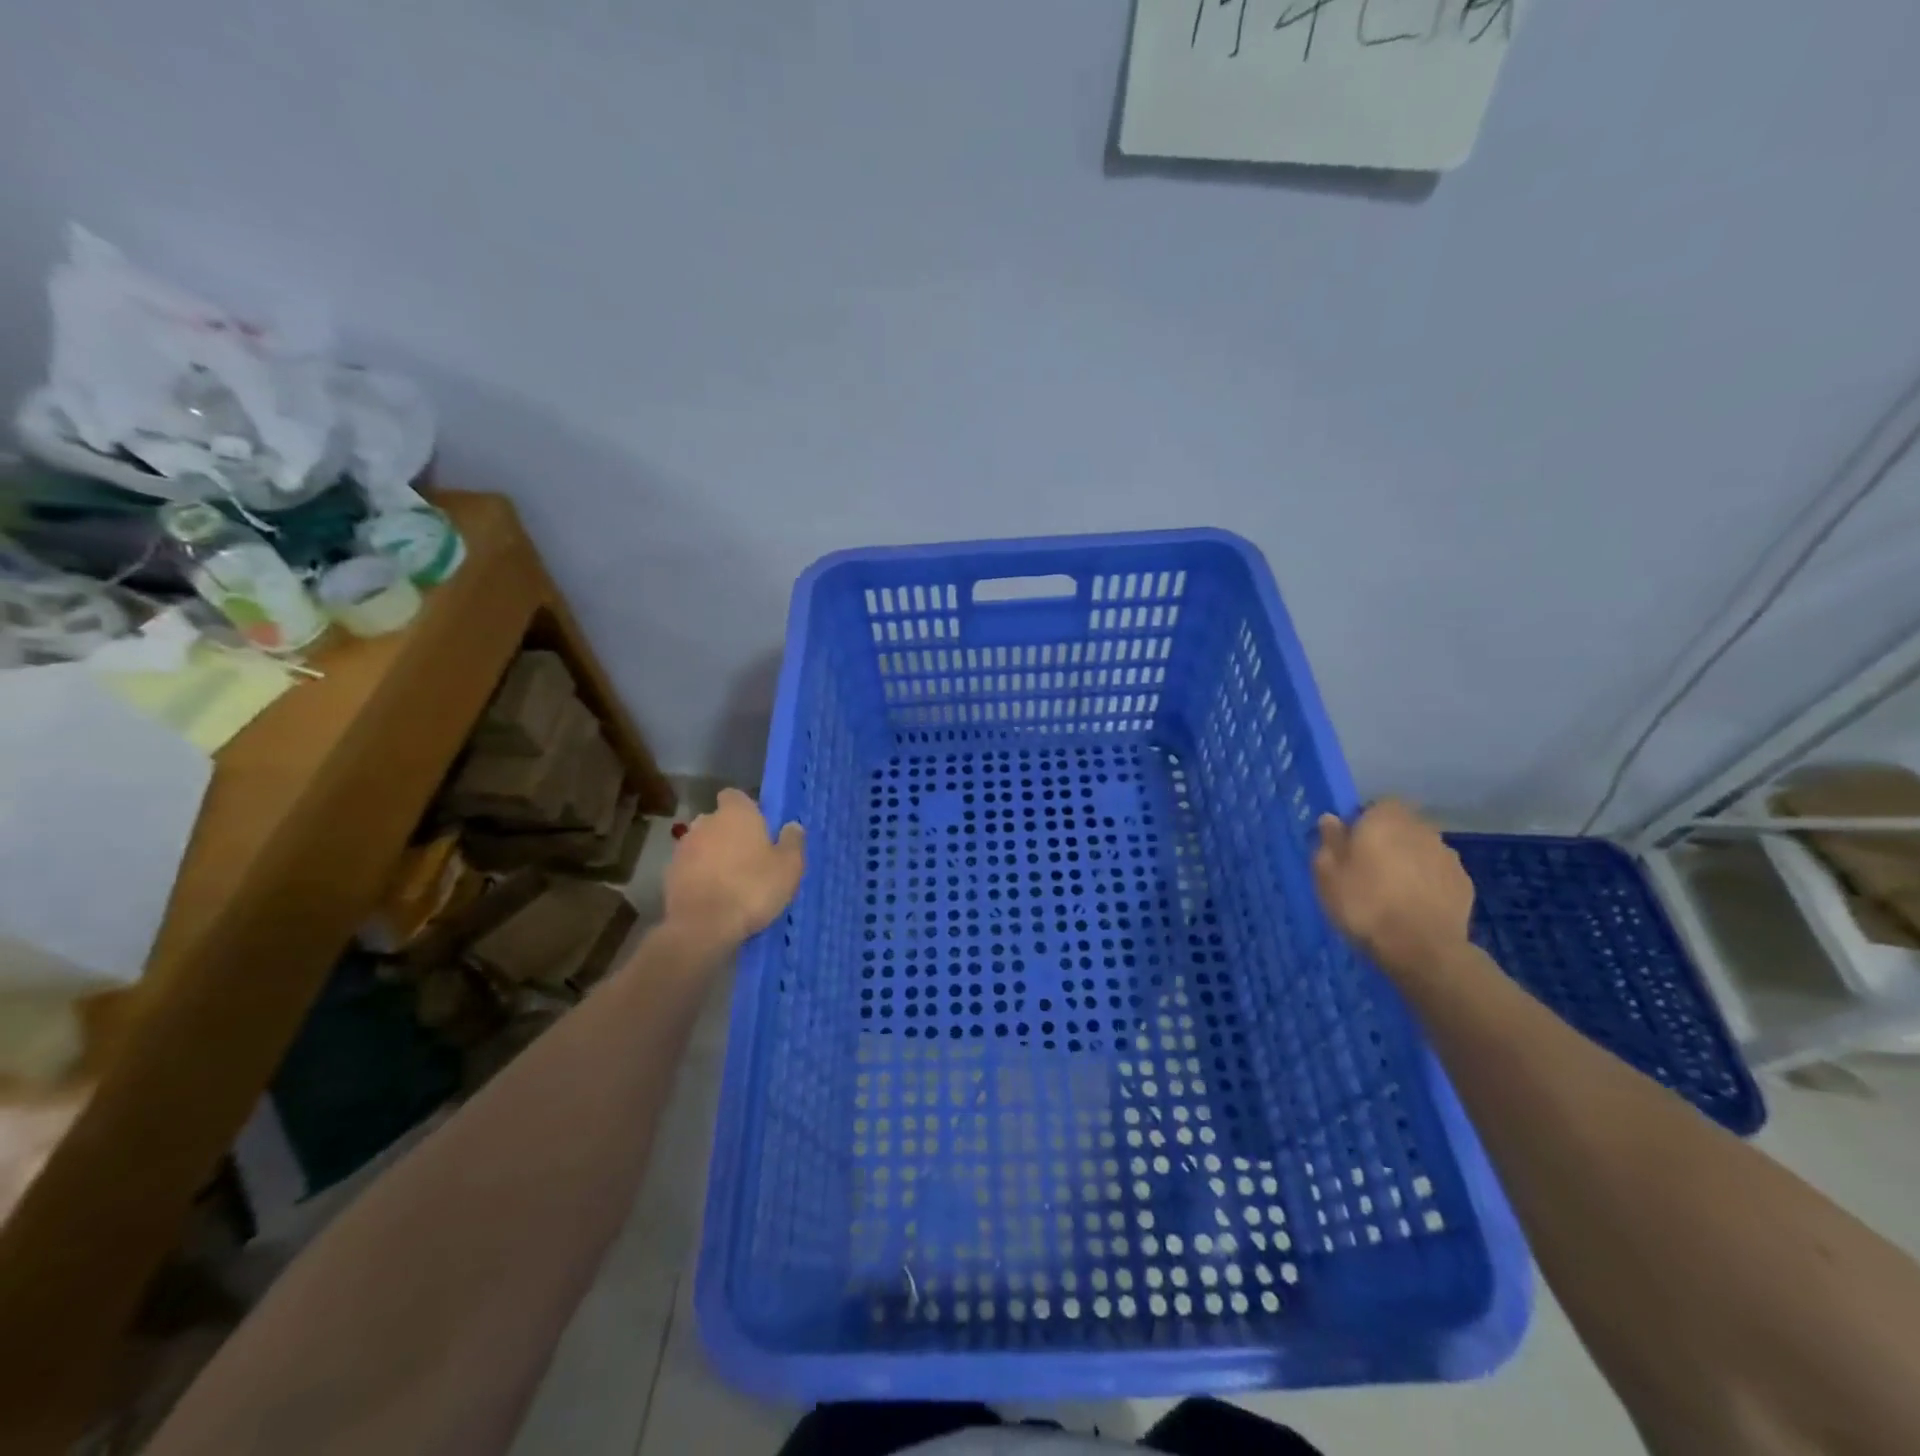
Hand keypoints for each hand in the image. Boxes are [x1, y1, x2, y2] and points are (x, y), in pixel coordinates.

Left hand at [665, 789, 804, 948]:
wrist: (703, 926)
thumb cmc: (753, 888)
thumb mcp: (789, 867)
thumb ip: (793, 842)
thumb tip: (792, 826)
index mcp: (736, 814)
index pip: (735, 796)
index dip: (746, 809)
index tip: (758, 828)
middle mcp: (705, 822)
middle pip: (717, 820)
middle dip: (729, 834)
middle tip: (748, 858)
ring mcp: (683, 848)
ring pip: (702, 844)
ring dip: (712, 856)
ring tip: (729, 881)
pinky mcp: (669, 874)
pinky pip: (689, 868)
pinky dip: (699, 876)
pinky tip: (712, 896)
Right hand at [1312, 800, 1472, 980]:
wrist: (1422, 948)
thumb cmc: (1364, 904)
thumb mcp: (1327, 874)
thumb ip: (1329, 841)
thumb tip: (1331, 819)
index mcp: (1385, 819)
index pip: (1378, 804)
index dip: (1365, 821)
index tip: (1352, 844)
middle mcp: (1421, 828)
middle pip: (1402, 825)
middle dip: (1389, 840)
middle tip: (1370, 868)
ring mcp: (1447, 855)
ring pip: (1422, 849)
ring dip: (1410, 860)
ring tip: (1394, 891)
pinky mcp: (1464, 882)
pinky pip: (1438, 873)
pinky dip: (1428, 882)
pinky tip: (1415, 905)